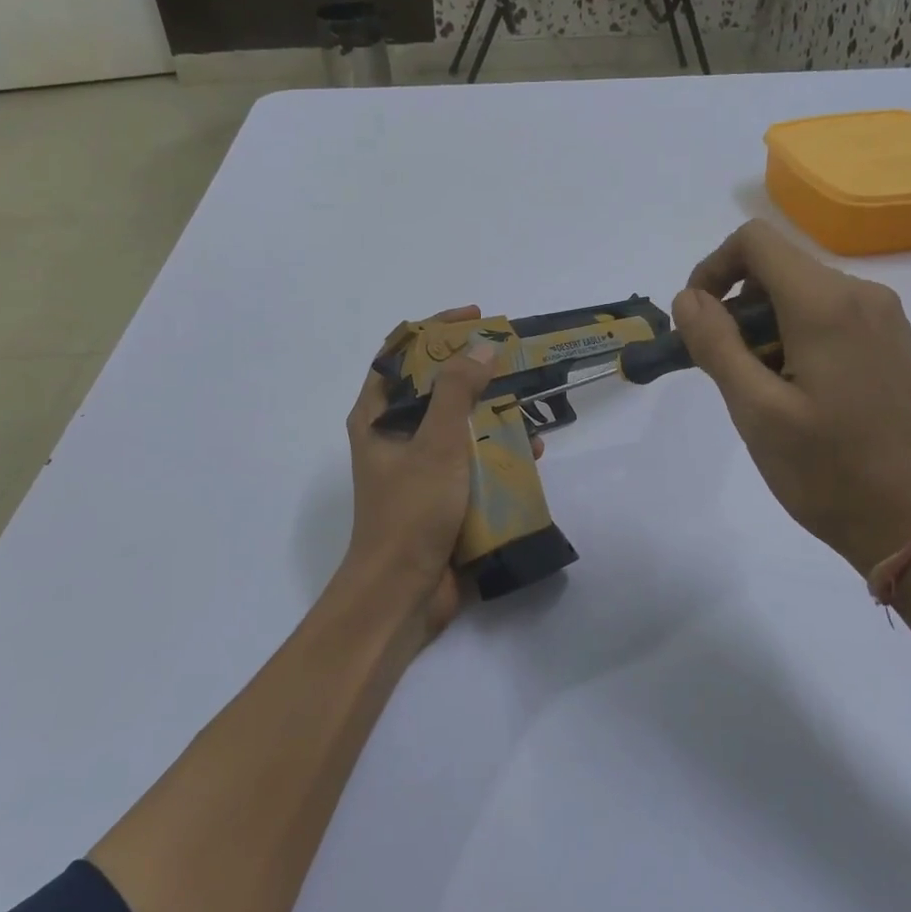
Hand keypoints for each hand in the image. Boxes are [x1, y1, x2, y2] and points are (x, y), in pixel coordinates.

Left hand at [341, 307, 541, 639]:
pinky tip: (533, 453)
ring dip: (492, 413)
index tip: (476, 317)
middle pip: (434, 387)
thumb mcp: (437, 444)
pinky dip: (498, 453)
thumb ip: (458, 391)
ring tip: (530, 403)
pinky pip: (472, 462)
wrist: (403, 594)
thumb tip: (481, 344)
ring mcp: (418, 468)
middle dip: (474, 371)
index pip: (401, 353)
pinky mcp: (441, 496)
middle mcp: (394, 436)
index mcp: (377, 416)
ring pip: (458, 425)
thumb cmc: (412, 511)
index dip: (436, 328)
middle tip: (512, 359)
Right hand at [673, 221, 910, 573]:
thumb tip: (687, 297)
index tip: (696, 322)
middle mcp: (861, 294)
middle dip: (735, 309)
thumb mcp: (756, 410)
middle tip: (723, 371)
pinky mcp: (889, 342)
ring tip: (757, 391)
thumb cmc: (827, 470)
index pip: (754, 242)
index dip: (711, 270)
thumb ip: (715, 344)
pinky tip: (792, 392)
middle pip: (776, 268)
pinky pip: (827, 316)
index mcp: (827, 304)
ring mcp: (882, 318)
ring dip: (762, 328)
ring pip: (799, 294)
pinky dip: (792, 338)